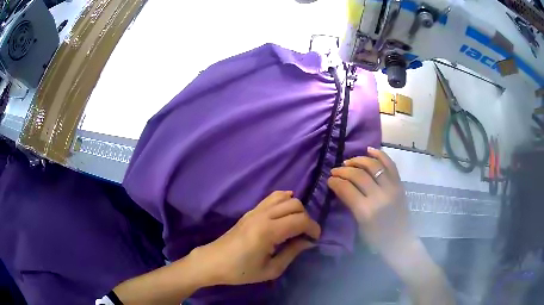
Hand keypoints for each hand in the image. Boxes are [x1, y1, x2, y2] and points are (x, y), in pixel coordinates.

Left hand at [192, 191, 320, 285]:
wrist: (213, 262)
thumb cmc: (241, 271)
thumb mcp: (270, 270)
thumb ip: (292, 253)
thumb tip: (308, 242)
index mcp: (268, 231)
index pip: (300, 220)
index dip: (313, 228)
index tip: (315, 239)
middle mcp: (263, 215)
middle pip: (295, 205)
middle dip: (306, 218)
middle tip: (305, 235)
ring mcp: (255, 210)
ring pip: (285, 197)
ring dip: (296, 209)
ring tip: (296, 225)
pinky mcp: (250, 211)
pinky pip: (272, 197)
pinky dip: (284, 200)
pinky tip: (286, 211)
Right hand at [327, 147, 413, 256]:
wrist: (400, 240)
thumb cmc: (376, 238)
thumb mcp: (359, 224)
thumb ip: (350, 204)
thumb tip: (340, 186)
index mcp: (366, 211)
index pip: (347, 189)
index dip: (336, 181)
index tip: (329, 179)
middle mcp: (380, 196)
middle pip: (358, 175)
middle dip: (344, 170)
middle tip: (335, 169)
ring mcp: (392, 188)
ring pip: (373, 165)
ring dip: (359, 160)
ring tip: (349, 161)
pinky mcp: (400, 184)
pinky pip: (390, 164)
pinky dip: (379, 154)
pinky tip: (369, 150)